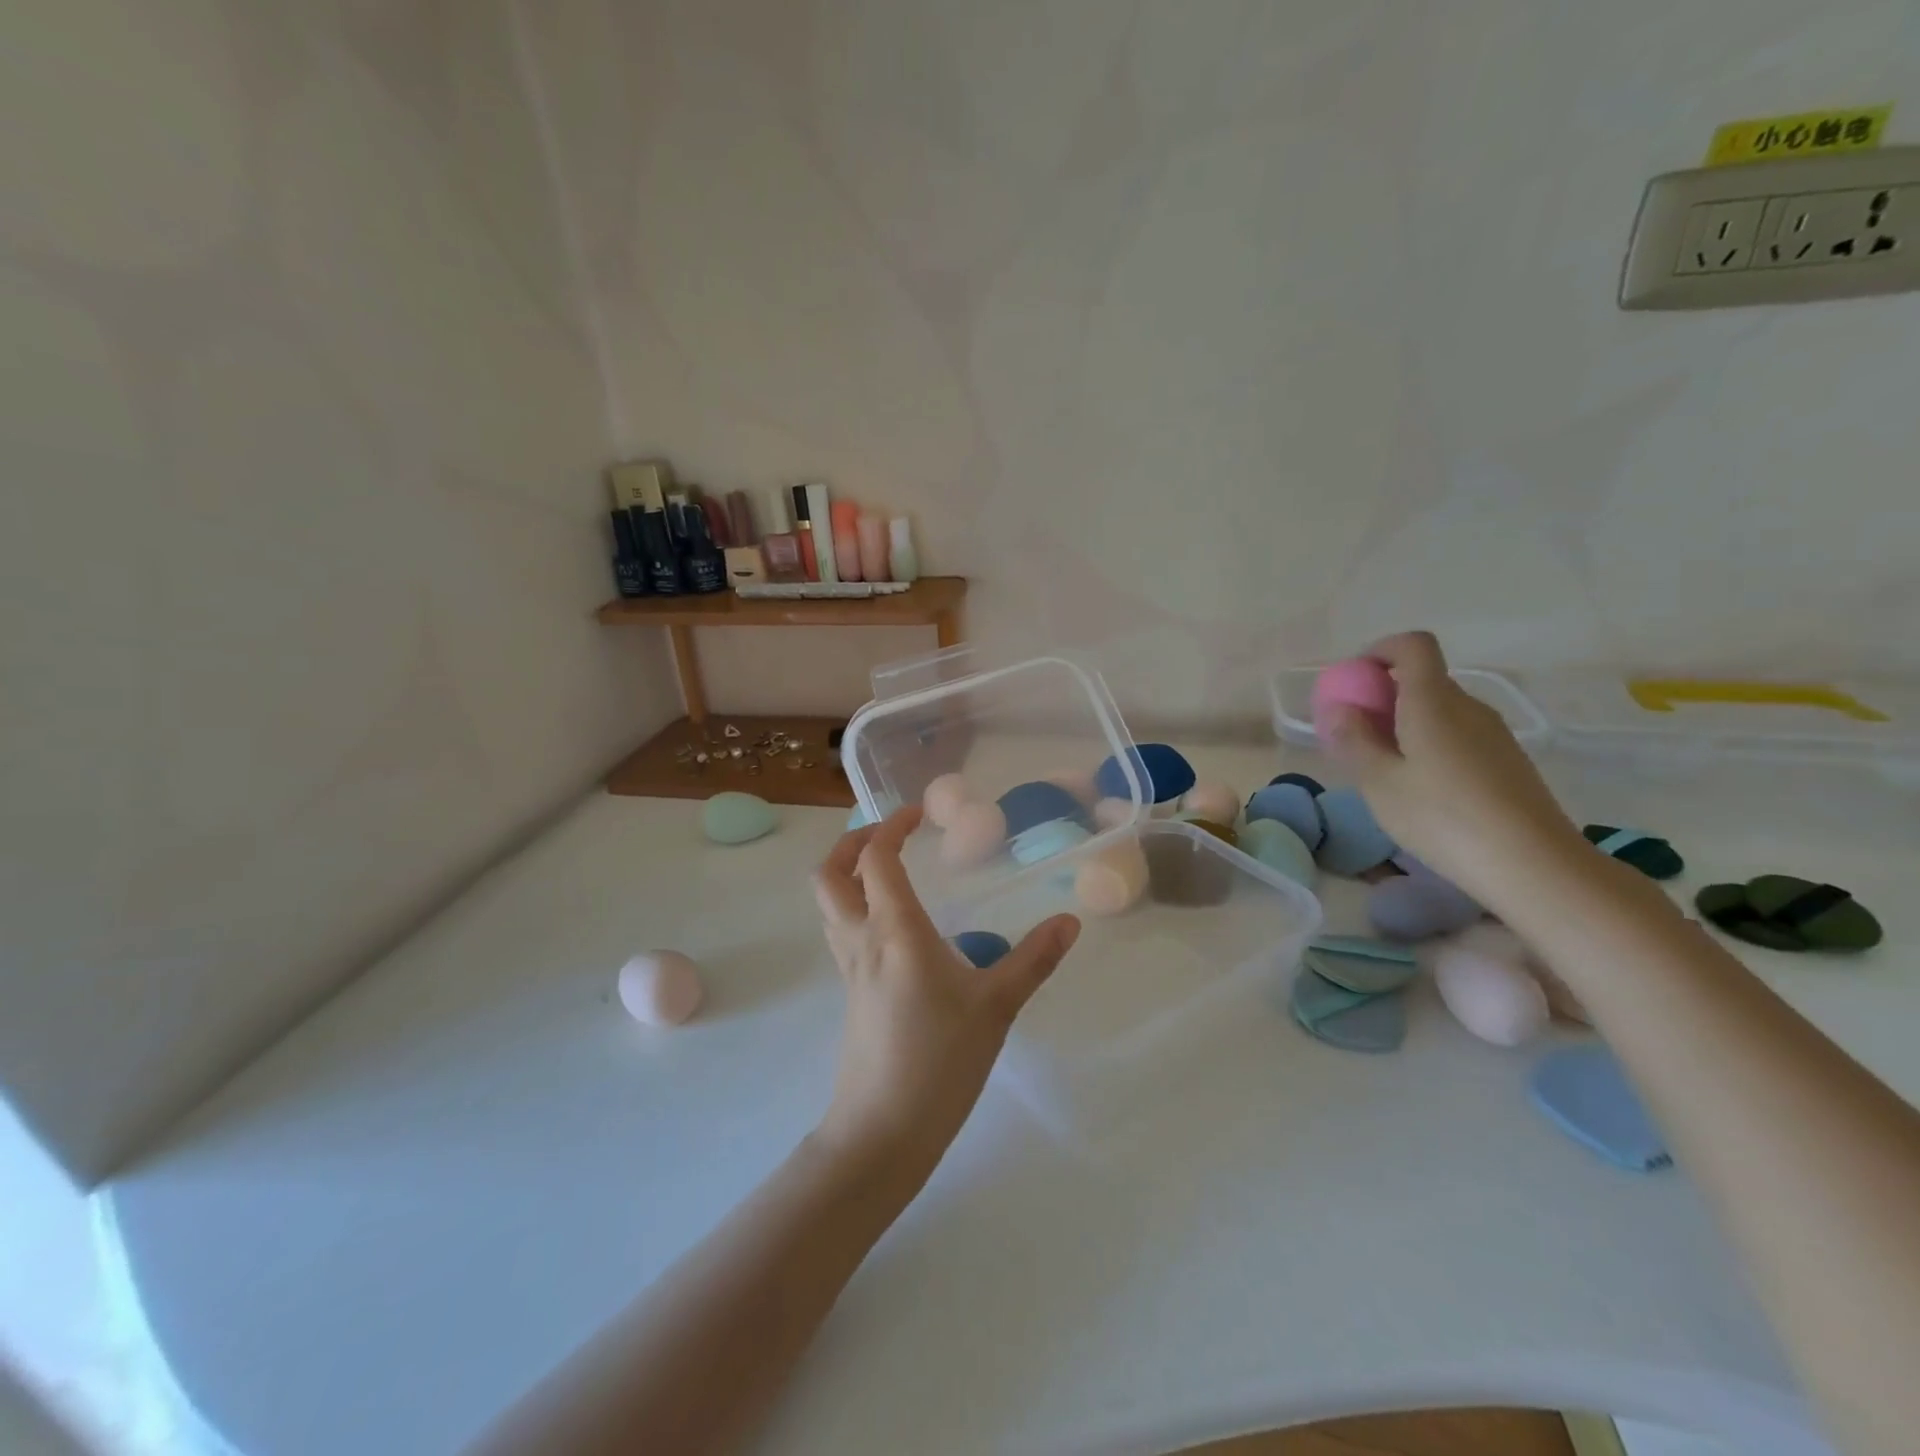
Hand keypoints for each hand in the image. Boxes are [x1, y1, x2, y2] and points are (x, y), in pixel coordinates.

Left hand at [811, 807, 1080, 1172]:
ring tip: (886, 869)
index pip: (876, 858)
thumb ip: (1034, 960)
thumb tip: (1069, 922)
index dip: (891, 826)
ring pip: (828, 903)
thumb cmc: (940, 1061)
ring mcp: (849, 968)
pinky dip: (853, 906)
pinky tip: (892, 926)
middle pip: (830, 874)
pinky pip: (840, 931)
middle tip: (887, 834)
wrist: (883, 1132)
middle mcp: (862, 939)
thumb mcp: (996, 1007)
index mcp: (895, 930)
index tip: (919, 814)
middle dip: (851, 842)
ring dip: (846, 873)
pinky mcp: (849, 993)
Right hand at [1321, 631, 1587, 908]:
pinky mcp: (1509, 761)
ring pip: (1441, 711)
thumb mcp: (1380, 783)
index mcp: (1433, 702)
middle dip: (1385, 697)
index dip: (1381, 651)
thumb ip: (1354, 740)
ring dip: (1407, 725)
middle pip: (1424, 680)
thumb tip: (1340, 708)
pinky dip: (1432, 745)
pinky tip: (1424, 791)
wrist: (1535, 866)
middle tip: (1357, 738)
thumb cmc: (1443, 818)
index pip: (1413, 645)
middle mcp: (1468, 707)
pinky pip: (1460, 736)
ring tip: (1386, 771)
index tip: (1355, 681)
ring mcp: (1494, 734)